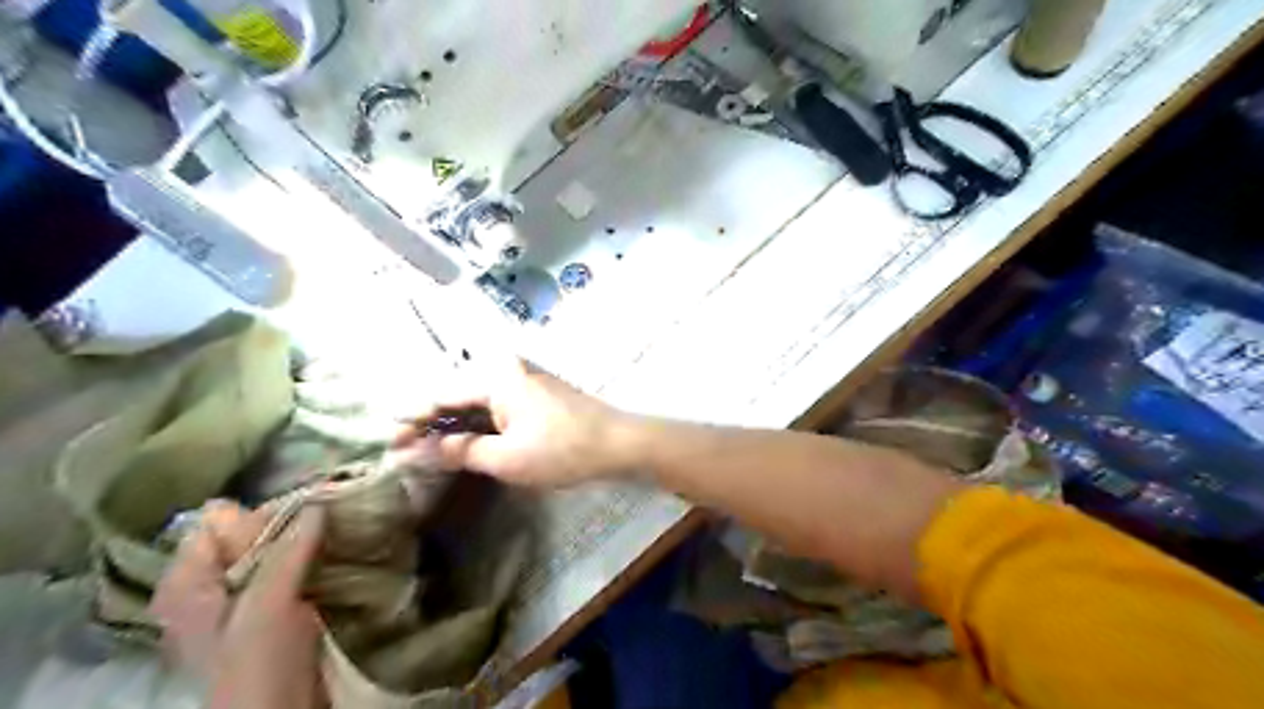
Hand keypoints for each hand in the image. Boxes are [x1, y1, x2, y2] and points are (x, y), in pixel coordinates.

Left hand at [150, 500, 327, 706]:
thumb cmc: (258, 664)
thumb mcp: (269, 603)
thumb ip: (289, 551)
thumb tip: (318, 500)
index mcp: (186, 583)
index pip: (215, 524)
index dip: (259, 511)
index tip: (307, 503)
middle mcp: (207, 585)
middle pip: (245, 534)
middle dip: (288, 521)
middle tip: (330, 510)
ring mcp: (240, 598)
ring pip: (271, 549)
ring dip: (304, 538)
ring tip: (339, 524)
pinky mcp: (270, 607)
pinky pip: (288, 566)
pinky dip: (310, 555)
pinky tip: (336, 547)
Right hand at [394, 360, 641, 487]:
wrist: (619, 443)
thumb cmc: (562, 450)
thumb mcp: (506, 458)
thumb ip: (460, 451)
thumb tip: (420, 451)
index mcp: (496, 375)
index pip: (440, 395)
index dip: (411, 421)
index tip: (388, 445)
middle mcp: (507, 368)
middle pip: (456, 394)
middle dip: (429, 423)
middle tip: (403, 451)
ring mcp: (524, 378)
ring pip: (476, 401)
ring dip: (453, 425)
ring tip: (426, 450)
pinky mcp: (535, 392)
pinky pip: (495, 405)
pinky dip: (477, 424)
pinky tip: (463, 442)